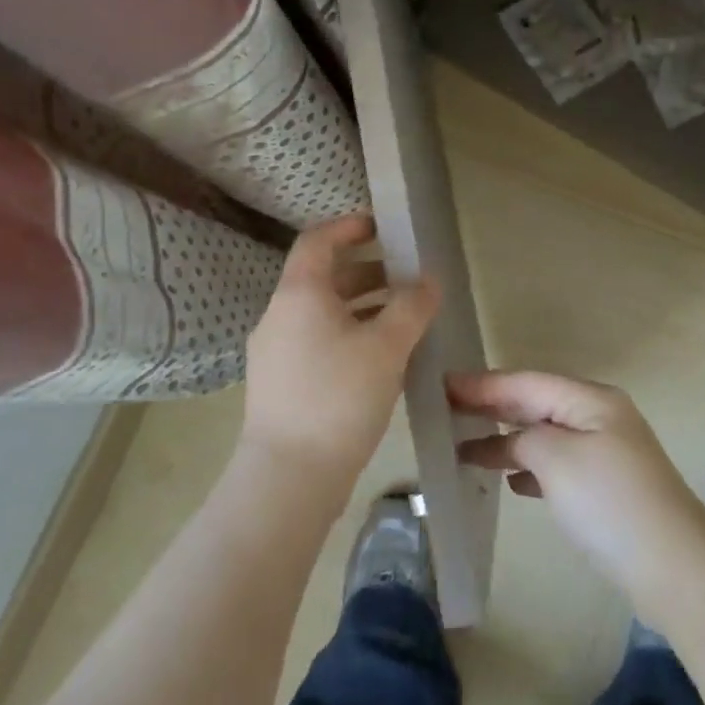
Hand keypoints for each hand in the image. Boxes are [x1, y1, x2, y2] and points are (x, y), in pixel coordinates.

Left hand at [241, 215, 437, 500]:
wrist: (289, 477)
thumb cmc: (339, 397)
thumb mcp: (387, 346)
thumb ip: (412, 306)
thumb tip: (429, 279)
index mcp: (299, 294)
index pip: (318, 240)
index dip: (349, 227)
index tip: (382, 227)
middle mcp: (280, 315)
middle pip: (322, 277)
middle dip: (367, 271)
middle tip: (406, 277)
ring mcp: (275, 352)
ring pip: (321, 313)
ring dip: (361, 306)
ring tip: (402, 318)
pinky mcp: (281, 383)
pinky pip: (317, 341)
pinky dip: (348, 334)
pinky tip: (379, 358)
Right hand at [450, 371, 704, 603]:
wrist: (675, 569)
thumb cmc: (609, 503)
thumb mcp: (557, 459)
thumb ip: (524, 438)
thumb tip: (512, 443)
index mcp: (591, 400)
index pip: (526, 383)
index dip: (483, 384)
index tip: (442, 385)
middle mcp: (600, 417)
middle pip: (536, 404)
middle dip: (493, 407)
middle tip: (446, 410)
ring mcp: (606, 453)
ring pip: (545, 436)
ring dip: (508, 440)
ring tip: (467, 447)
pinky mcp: (607, 488)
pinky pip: (557, 465)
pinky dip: (530, 468)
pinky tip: (511, 481)